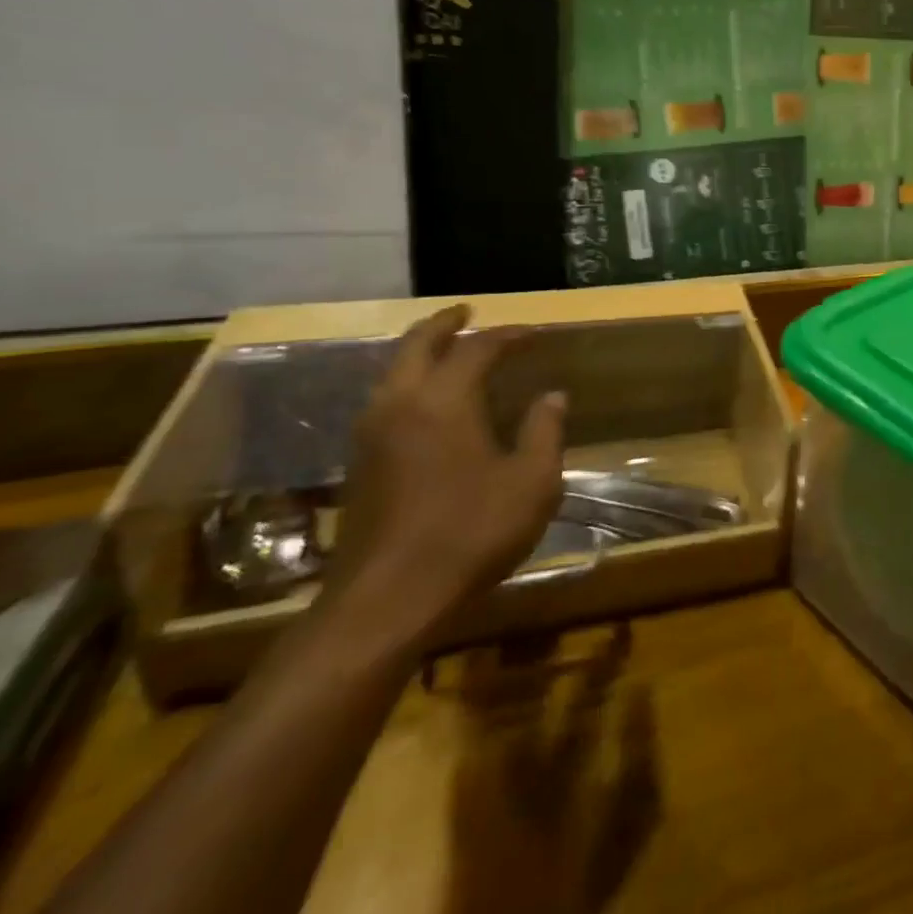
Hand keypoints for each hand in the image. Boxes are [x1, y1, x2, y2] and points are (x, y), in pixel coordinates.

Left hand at [324, 305, 567, 648]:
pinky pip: (386, 400)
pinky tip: (431, 403)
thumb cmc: (470, 533)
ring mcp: (371, 435)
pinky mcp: (360, 464)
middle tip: (467, 312)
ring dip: (422, 352)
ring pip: (393, 373)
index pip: (477, 348)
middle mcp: (400, 404)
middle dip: (444, 323)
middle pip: (417, 345)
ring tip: (450, 351)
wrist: (385, 602)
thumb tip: (553, 396)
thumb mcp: (532, 482)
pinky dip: (410, 382)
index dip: (508, 335)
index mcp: (443, 400)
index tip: (534, 333)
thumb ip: (545, 431)